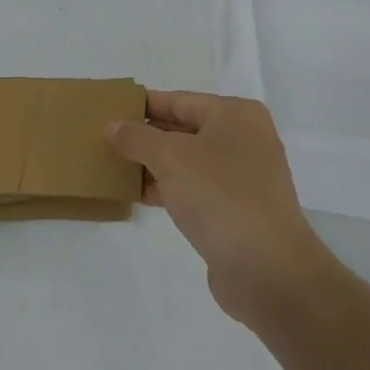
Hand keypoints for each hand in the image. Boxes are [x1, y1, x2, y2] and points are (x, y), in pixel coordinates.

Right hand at [107, 91, 331, 330]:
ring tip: (110, 165)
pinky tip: (135, 194)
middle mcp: (242, 139)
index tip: (106, 109)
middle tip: (102, 138)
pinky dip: (165, 187)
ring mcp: (240, 176)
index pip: (177, 100)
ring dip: (150, 163)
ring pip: (184, 160)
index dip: (140, 105)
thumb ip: (137, 137)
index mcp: (234, 115)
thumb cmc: (220, 197)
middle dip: (143, 135)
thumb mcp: (170, 158)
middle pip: (181, 128)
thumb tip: (112, 127)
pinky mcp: (234, 208)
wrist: (267, 269)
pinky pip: (191, 187)